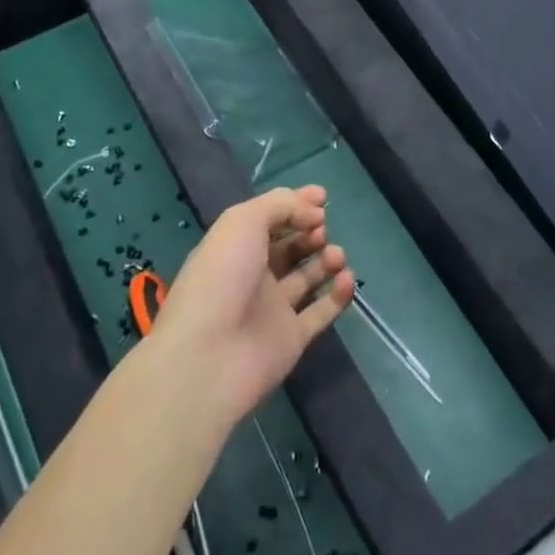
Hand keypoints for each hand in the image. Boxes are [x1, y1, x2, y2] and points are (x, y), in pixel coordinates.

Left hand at [149, 185, 354, 426]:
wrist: (208, 358)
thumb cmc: (221, 277)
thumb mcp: (243, 222)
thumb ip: (281, 206)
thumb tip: (314, 215)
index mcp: (235, 246)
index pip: (269, 218)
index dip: (295, 204)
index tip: (323, 197)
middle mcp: (253, 275)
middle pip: (289, 247)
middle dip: (310, 232)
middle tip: (321, 229)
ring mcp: (272, 309)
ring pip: (307, 277)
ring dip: (326, 260)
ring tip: (336, 255)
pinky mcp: (292, 339)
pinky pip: (321, 312)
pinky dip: (338, 294)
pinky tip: (346, 279)